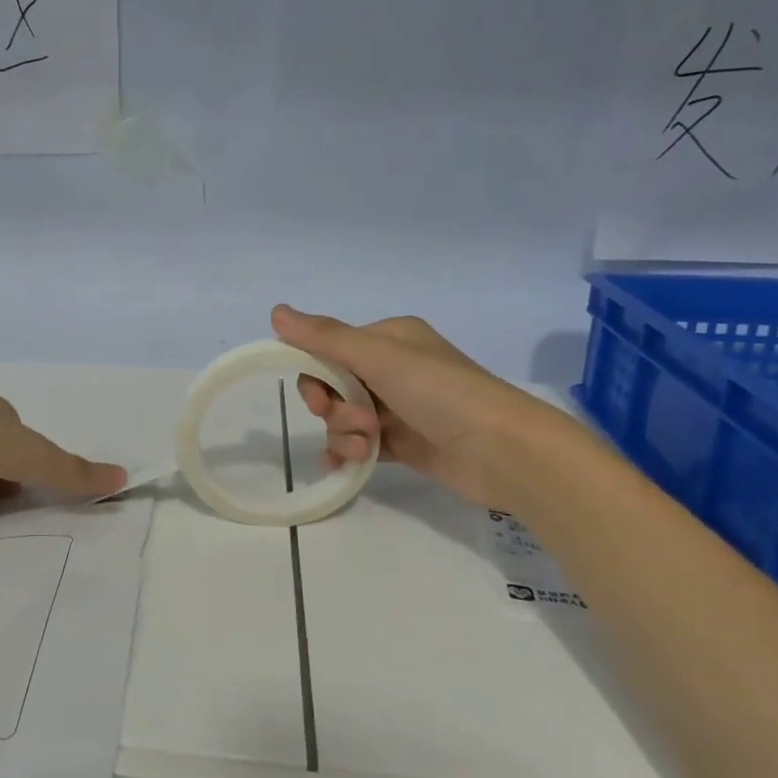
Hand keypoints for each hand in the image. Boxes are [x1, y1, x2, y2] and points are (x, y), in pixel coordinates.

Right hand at [271, 305, 582, 510]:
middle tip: (356, 424)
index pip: (330, 351)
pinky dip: (350, 453)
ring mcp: (400, 407)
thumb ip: (325, 338)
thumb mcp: (379, 358)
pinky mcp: (406, 443)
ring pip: (346, 417)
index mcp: (390, 339)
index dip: (316, 376)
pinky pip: (361, 443)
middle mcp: (394, 369)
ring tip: (367, 448)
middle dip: (335, 409)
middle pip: (335, 386)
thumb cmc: (441, 393)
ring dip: (345, 434)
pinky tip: (345, 466)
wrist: (503, 451)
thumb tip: (275, 311)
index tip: (320, 399)